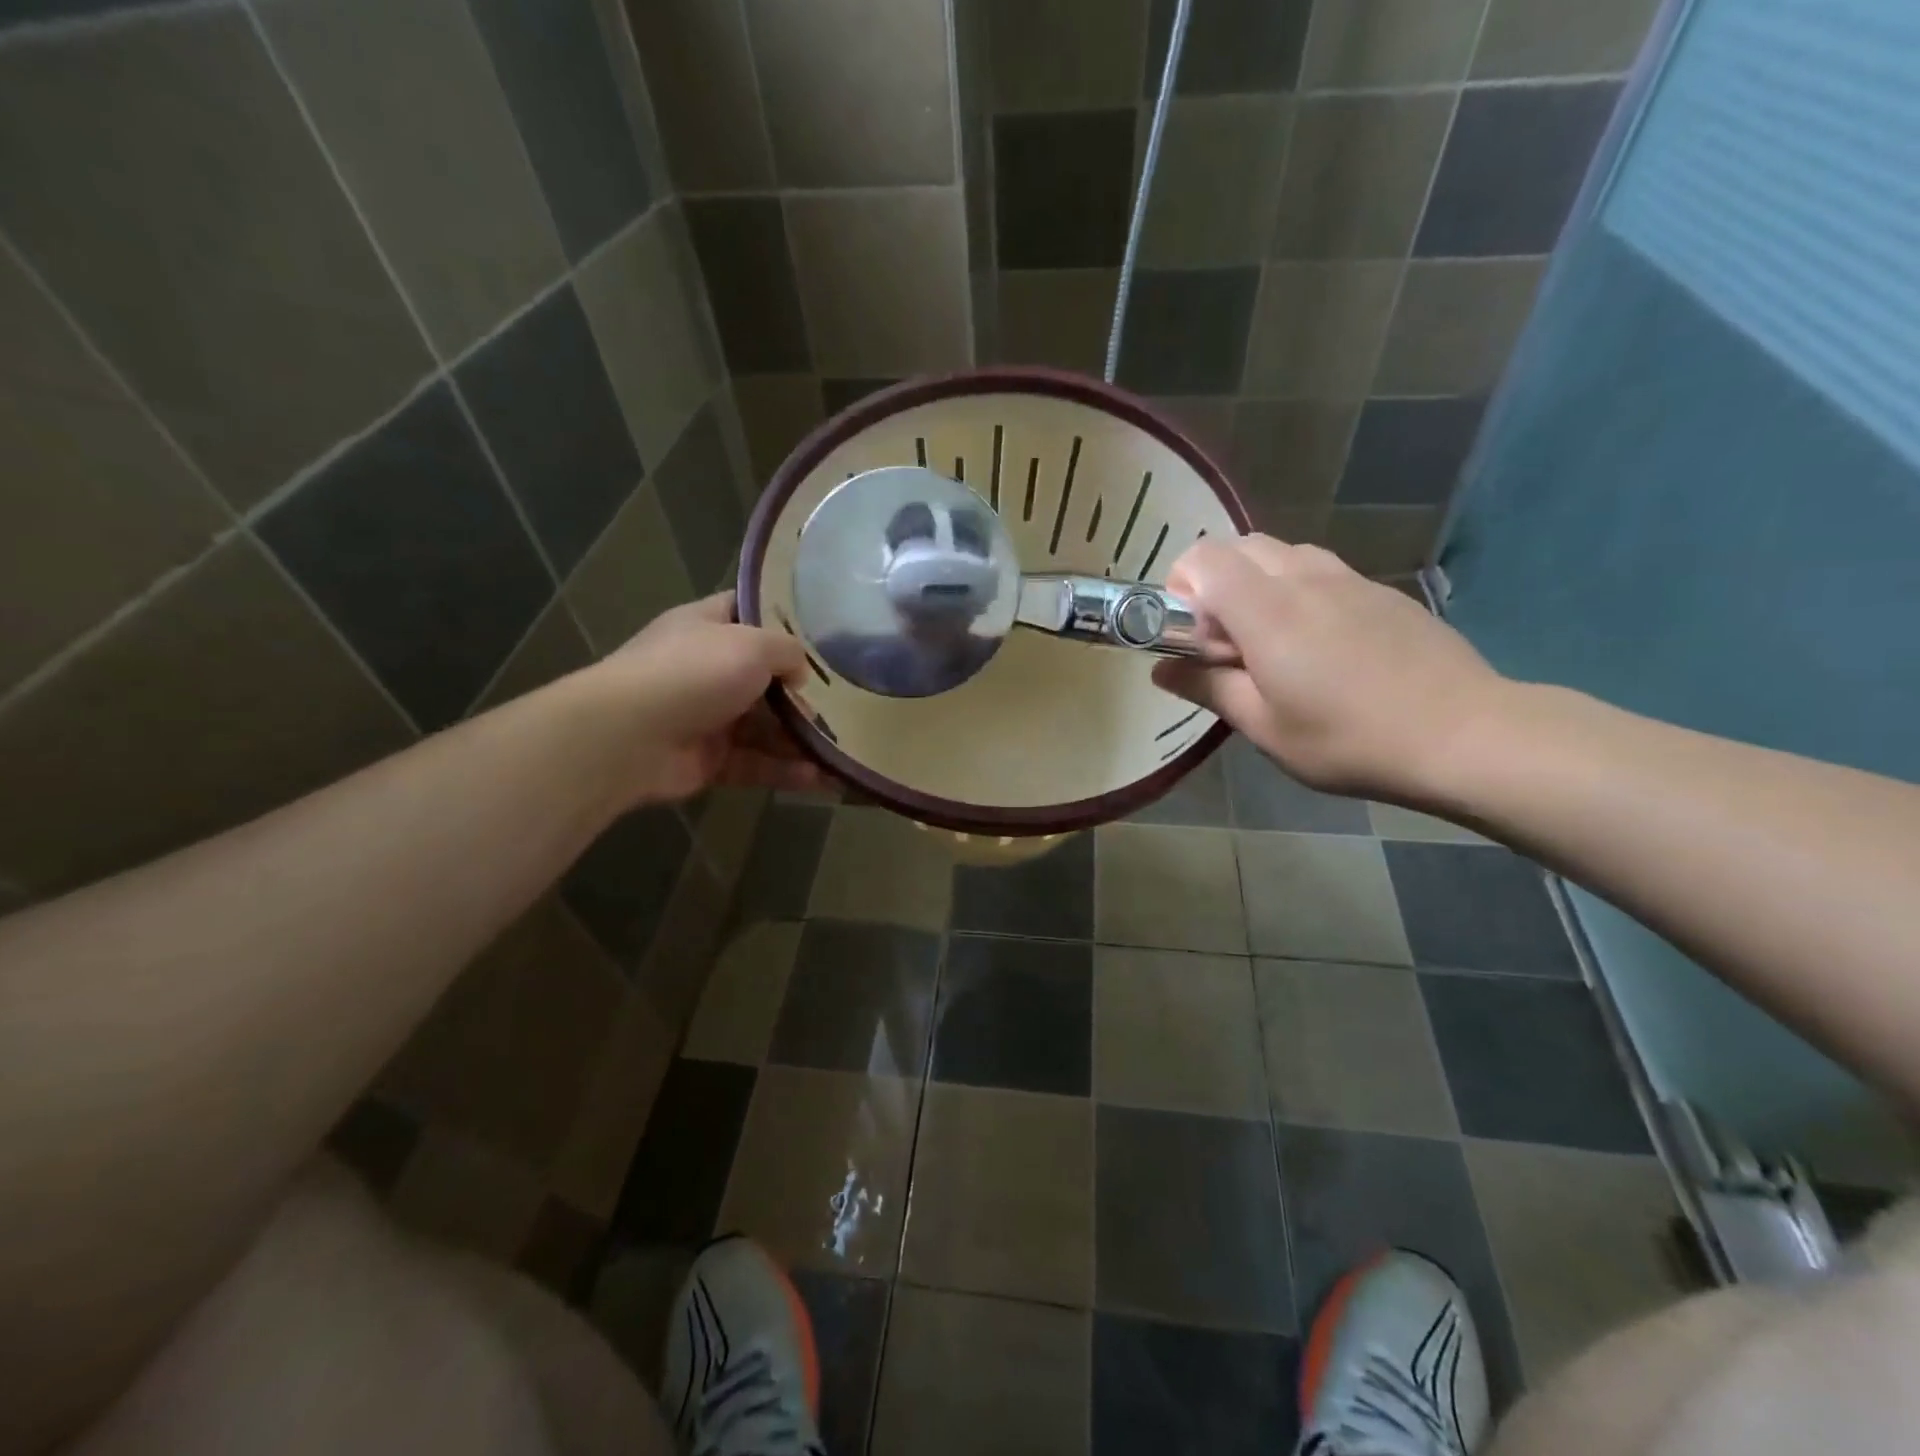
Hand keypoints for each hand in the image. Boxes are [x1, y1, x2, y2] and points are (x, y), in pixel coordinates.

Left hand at [591, 594, 829, 804]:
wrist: (628, 737)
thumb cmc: (694, 673)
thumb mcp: (751, 644)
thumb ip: (787, 651)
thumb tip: (800, 672)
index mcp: (707, 627)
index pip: (748, 612)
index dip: (783, 620)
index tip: (824, 633)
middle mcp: (706, 669)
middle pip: (763, 677)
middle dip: (801, 692)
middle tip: (845, 703)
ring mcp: (707, 717)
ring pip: (764, 727)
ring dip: (800, 738)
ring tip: (841, 749)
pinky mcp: (709, 761)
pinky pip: (756, 763)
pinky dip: (785, 770)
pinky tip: (820, 778)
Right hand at [1152, 536, 1506, 800]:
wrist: (1464, 733)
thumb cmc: (1349, 739)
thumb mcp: (1264, 728)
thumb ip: (1207, 688)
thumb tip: (1161, 670)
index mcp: (1265, 609)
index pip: (1202, 558)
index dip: (1181, 589)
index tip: (1192, 638)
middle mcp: (1302, 577)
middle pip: (1238, 546)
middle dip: (1214, 582)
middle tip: (1226, 643)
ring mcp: (1347, 578)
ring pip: (1280, 553)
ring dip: (1257, 583)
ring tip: (1271, 641)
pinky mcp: (1380, 590)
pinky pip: (1320, 570)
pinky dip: (1298, 590)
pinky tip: (1321, 645)